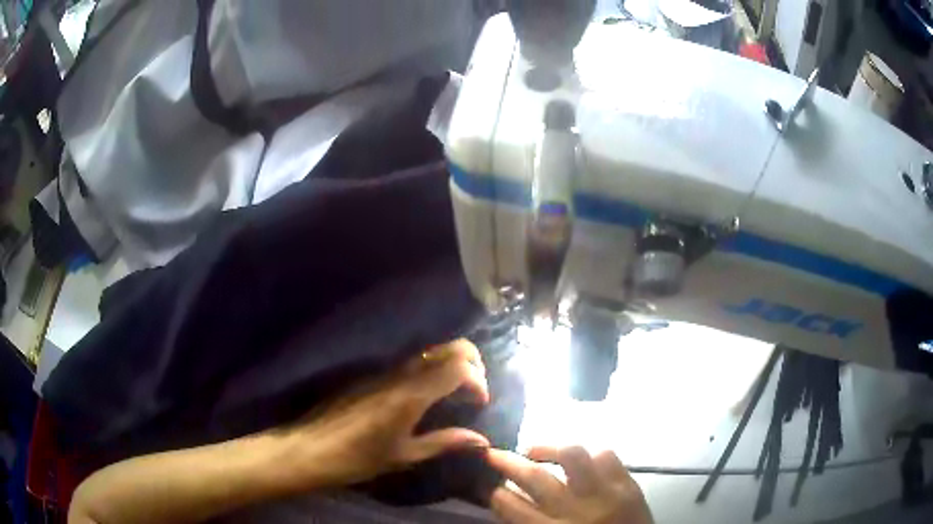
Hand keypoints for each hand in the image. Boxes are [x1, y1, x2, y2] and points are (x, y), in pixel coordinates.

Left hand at [275, 339, 490, 490]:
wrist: (310, 447)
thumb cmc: (358, 457)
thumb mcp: (404, 454)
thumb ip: (444, 442)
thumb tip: (481, 440)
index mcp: (412, 394)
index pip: (459, 367)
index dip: (478, 381)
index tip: (479, 403)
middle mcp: (401, 374)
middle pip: (448, 348)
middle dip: (472, 362)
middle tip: (474, 390)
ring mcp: (385, 371)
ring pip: (430, 352)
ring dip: (451, 364)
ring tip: (455, 393)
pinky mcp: (373, 375)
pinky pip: (412, 362)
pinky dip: (431, 370)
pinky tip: (428, 396)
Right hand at [487, 447, 652, 523]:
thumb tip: (508, 502)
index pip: (512, 507)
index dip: (496, 494)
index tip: (491, 488)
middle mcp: (576, 511)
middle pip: (535, 478)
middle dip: (507, 462)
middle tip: (493, 454)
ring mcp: (606, 494)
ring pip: (573, 456)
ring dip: (548, 448)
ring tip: (534, 450)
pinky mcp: (629, 485)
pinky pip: (607, 456)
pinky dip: (590, 454)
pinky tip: (580, 461)